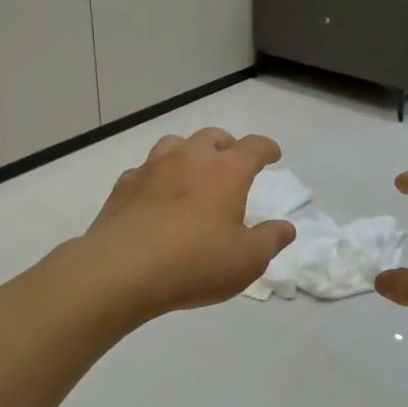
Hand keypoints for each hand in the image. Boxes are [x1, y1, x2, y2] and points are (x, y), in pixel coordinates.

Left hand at [79, 128, 295, 323]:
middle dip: (227, 146)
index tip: (273, 154)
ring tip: (193, 173)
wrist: (121, 269)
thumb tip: (286, 228)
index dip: (266, 149)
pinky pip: (145, 171)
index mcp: (226, 170)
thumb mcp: (247, 259)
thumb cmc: (196, 261)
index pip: (254, 147)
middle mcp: (190, 158)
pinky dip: (156, 178)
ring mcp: (152, 168)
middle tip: (232, 163)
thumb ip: (270, 240)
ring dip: (189, 153)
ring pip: (175, 145)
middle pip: (213, 137)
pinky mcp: (123, 186)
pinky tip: (156, 197)